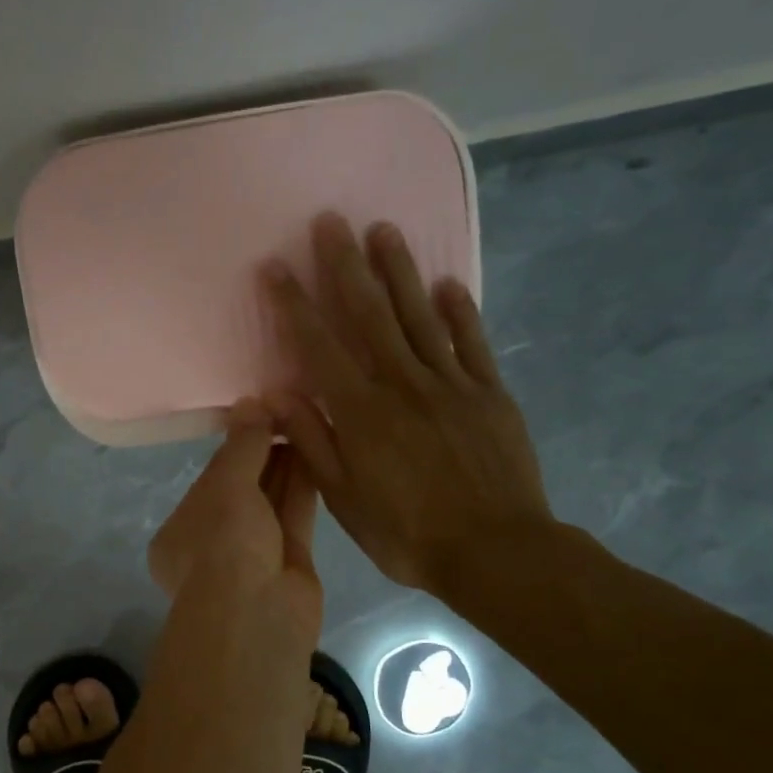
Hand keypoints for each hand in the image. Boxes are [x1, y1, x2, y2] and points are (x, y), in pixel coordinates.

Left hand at [148, 400, 323, 646]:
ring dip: (287, 465)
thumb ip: (241, 445)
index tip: (260, 414)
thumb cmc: (224, 546)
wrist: (258, 617)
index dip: (236, 446)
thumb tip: (252, 402)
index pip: (211, 480)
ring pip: (271, 502)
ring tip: (307, 423)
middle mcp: (214, 543)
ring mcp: (253, 556)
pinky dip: (303, 486)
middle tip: (289, 411)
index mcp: (182, 531)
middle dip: (264, 453)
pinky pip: (295, 516)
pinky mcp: (289, 563)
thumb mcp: (226, 487)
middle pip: (243, 489)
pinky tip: (318, 452)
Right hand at [263, 214, 553, 595]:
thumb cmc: (408, 534)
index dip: (294, 304)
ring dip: (399, 271)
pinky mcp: (490, 393)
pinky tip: (448, 283)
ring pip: (420, 316)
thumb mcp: (344, 499)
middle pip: (370, 314)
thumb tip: (275, 395)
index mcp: (362, 413)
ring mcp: (451, 384)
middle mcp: (403, 384)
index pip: (319, 346)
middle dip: (346, 265)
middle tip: (331, 220)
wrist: (496, 552)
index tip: (275, 267)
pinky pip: (472, 342)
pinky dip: (460, 311)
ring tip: (384, 229)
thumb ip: (312, 442)